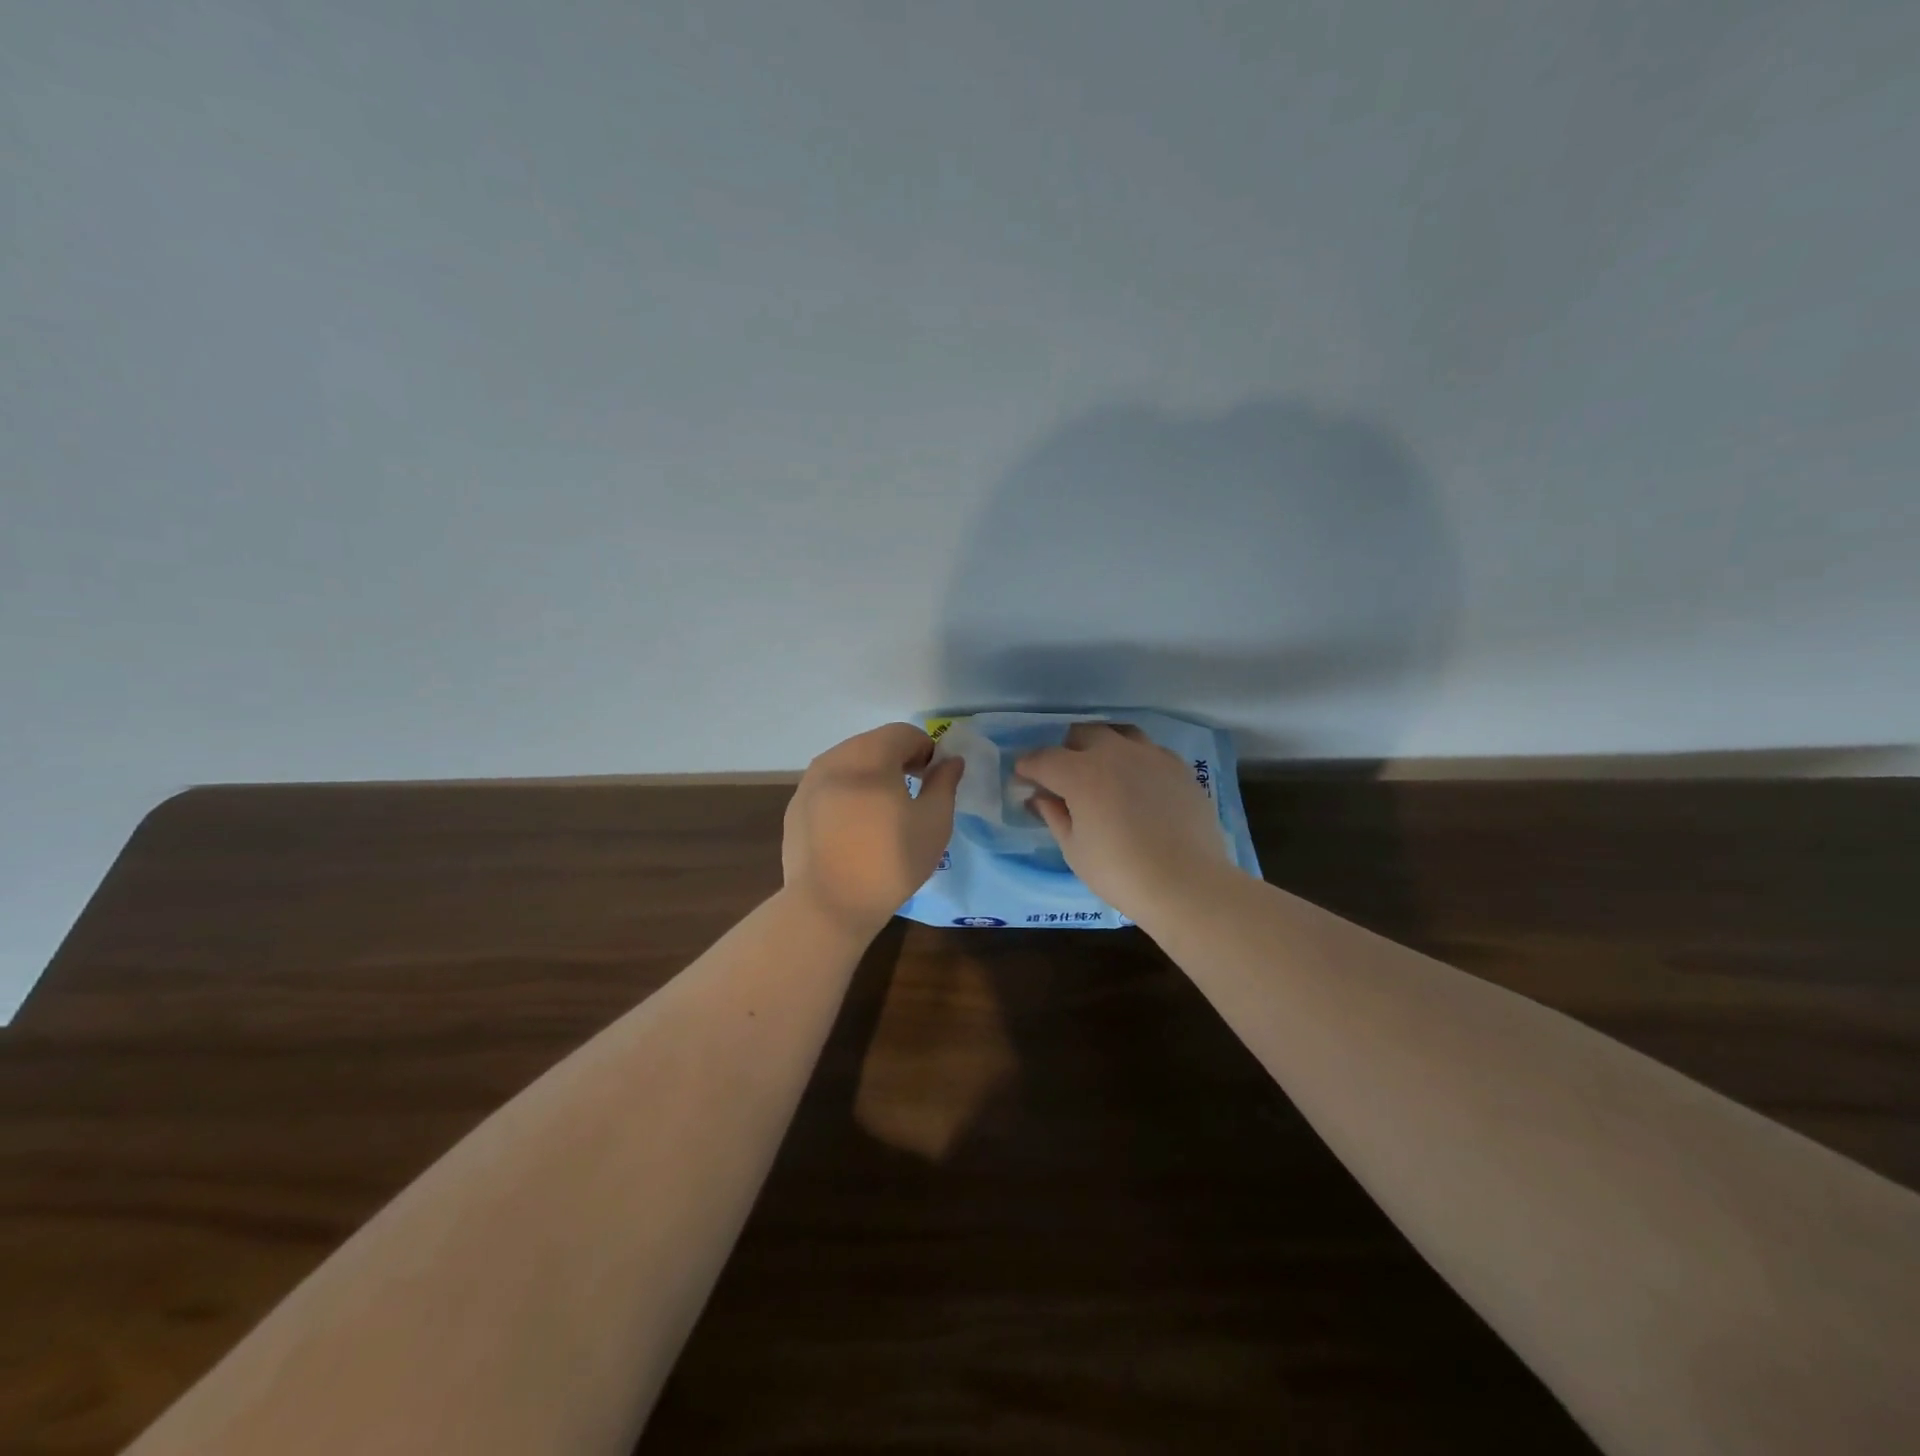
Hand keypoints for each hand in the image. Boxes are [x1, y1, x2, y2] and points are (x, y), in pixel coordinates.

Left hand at [782, 723, 963, 935]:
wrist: (828, 905)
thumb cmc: (890, 861)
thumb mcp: (934, 822)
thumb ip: (944, 783)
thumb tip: (950, 761)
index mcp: (869, 755)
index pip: (903, 733)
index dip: (926, 749)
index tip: (933, 778)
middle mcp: (834, 759)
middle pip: (873, 744)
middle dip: (897, 759)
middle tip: (913, 792)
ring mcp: (808, 783)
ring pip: (847, 764)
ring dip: (870, 776)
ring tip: (883, 811)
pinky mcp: (795, 808)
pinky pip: (828, 787)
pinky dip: (847, 794)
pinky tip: (855, 829)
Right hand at [1017, 723, 1236, 920]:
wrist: (1187, 884)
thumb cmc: (1120, 873)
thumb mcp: (1074, 850)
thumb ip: (1054, 815)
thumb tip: (1041, 797)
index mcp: (1081, 773)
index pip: (1044, 758)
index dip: (1028, 766)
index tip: (1023, 776)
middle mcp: (1114, 753)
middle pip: (1082, 734)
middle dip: (1066, 750)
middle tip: (1064, 776)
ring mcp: (1151, 756)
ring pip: (1119, 733)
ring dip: (1103, 747)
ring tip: (1102, 771)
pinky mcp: (1179, 767)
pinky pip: (1149, 750)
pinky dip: (1135, 759)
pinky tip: (1137, 783)